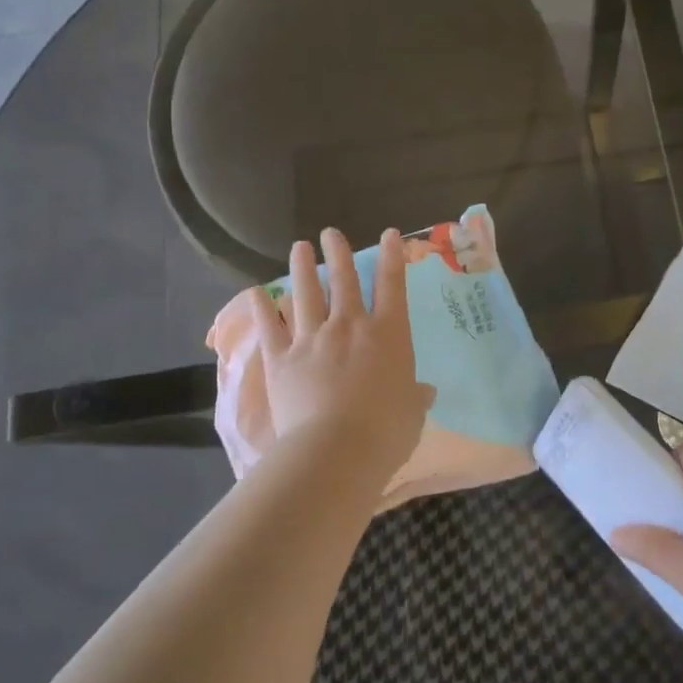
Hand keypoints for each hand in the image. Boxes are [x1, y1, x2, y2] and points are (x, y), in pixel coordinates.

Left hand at [253, 228, 434, 492]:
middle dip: (338, 253)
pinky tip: (257, 292)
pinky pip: (270, 327)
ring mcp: (312, 339)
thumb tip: (425, 391)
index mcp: (388, 335)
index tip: (389, 234)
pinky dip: (262, 309)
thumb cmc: (386, 432)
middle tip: (330, 233)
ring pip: (306, 294)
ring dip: (302, 268)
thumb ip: (416, 397)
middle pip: (344, 280)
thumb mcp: (412, 413)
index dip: (392, 257)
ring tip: (299, 247)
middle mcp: (349, 326)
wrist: (336, 450)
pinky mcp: (281, 359)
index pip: (392, 286)